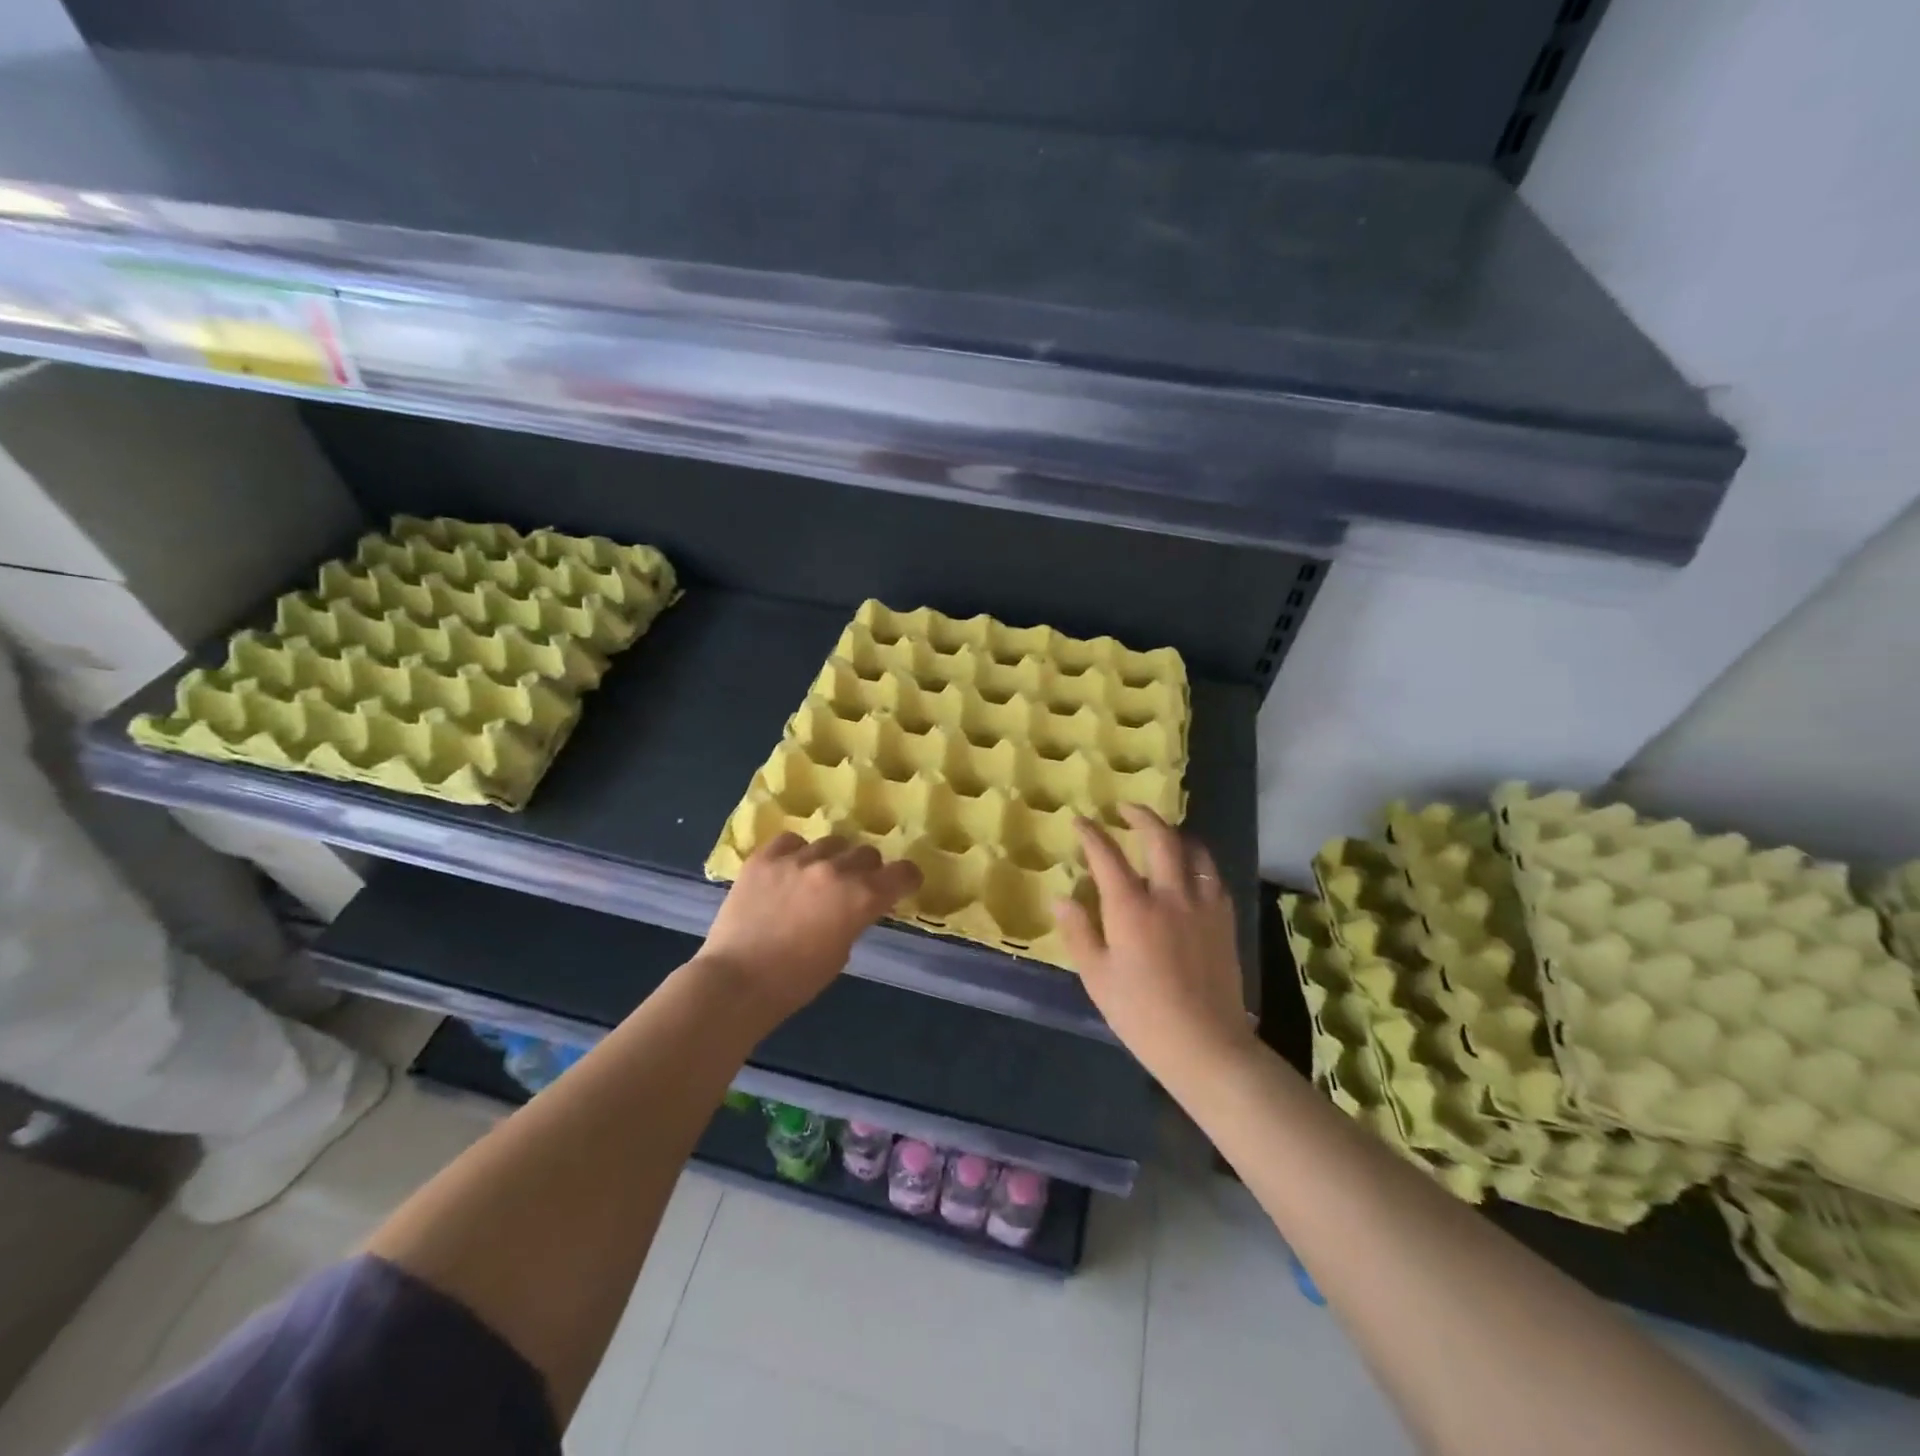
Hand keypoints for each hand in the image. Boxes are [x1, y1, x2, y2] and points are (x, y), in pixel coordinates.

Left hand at [696, 833, 922, 1025]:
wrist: (737, 982)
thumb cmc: (796, 981)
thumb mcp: (842, 951)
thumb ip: (856, 918)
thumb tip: (856, 905)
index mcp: (862, 897)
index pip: (903, 872)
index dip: (905, 878)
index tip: (900, 885)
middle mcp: (835, 869)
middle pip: (866, 853)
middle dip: (866, 870)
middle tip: (852, 887)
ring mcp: (798, 859)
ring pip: (831, 842)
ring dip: (832, 859)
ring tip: (816, 877)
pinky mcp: (765, 857)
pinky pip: (791, 841)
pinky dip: (796, 852)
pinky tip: (788, 869)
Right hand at [1055, 806, 1252, 1080]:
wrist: (1205, 1044)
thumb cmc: (1141, 1014)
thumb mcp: (1097, 976)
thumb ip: (1078, 931)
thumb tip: (1061, 897)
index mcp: (1131, 908)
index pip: (1107, 855)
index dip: (1091, 833)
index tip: (1081, 821)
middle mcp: (1170, 895)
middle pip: (1160, 838)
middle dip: (1141, 816)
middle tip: (1126, 809)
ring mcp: (1203, 905)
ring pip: (1194, 851)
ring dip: (1175, 834)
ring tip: (1162, 833)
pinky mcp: (1224, 920)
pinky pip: (1213, 876)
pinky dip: (1199, 862)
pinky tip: (1192, 870)